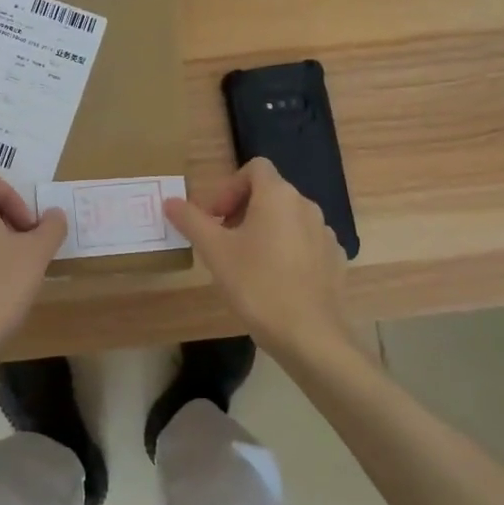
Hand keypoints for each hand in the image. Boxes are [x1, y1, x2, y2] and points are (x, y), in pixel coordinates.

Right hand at [165, 158, 350, 353]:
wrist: (310, 335)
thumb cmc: (257, 285)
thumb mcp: (214, 251)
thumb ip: (191, 220)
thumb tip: (169, 201)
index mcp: (278, 196)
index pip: (254, 168)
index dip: (229, 187)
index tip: (215, 217)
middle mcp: (306, 206)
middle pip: (269, 193)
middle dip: (241, 210)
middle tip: (221, 242)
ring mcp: (325, 234)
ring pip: (286, 220)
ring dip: (263, 231)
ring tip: (245, 264)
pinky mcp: (334, 260)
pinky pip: (303, 243)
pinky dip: (285, 251)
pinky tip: (272, 281)